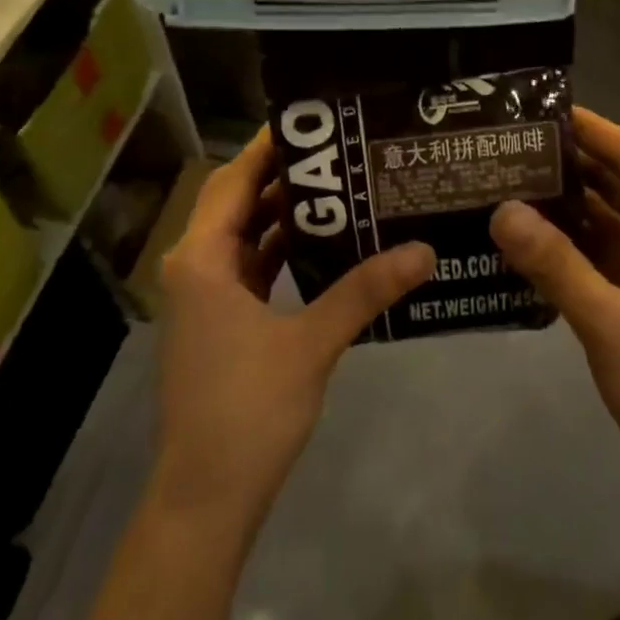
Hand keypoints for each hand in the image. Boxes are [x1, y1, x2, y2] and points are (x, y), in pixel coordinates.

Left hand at [154, 130, 434, 531]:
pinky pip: (248, 269)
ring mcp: (204, 297)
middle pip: (237, 202)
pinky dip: (279, 252)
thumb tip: (424, 249)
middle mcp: (194, 266)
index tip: (313, 122)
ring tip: (341, 189)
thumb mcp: (311, 343)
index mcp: (201, 258)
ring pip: (243, 237)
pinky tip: (324, 247)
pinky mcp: (218, 322)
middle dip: (283, 178)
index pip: (234, 180)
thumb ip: (366, 291)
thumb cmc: (248, 410)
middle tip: (340, 153)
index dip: (269, 148)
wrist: (206, 496)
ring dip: (283, 216)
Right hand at [490, 108, 619, 526]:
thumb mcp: (610, 322)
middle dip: (568, 163)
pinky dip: (572, 243)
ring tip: (505, 182)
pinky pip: (607, 253)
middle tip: (506, 147)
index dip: (587, 128)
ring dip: (566, 203)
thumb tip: (501, 209)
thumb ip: (554, 263)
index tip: (535, 109)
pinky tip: (527, 237)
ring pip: (611, 218)